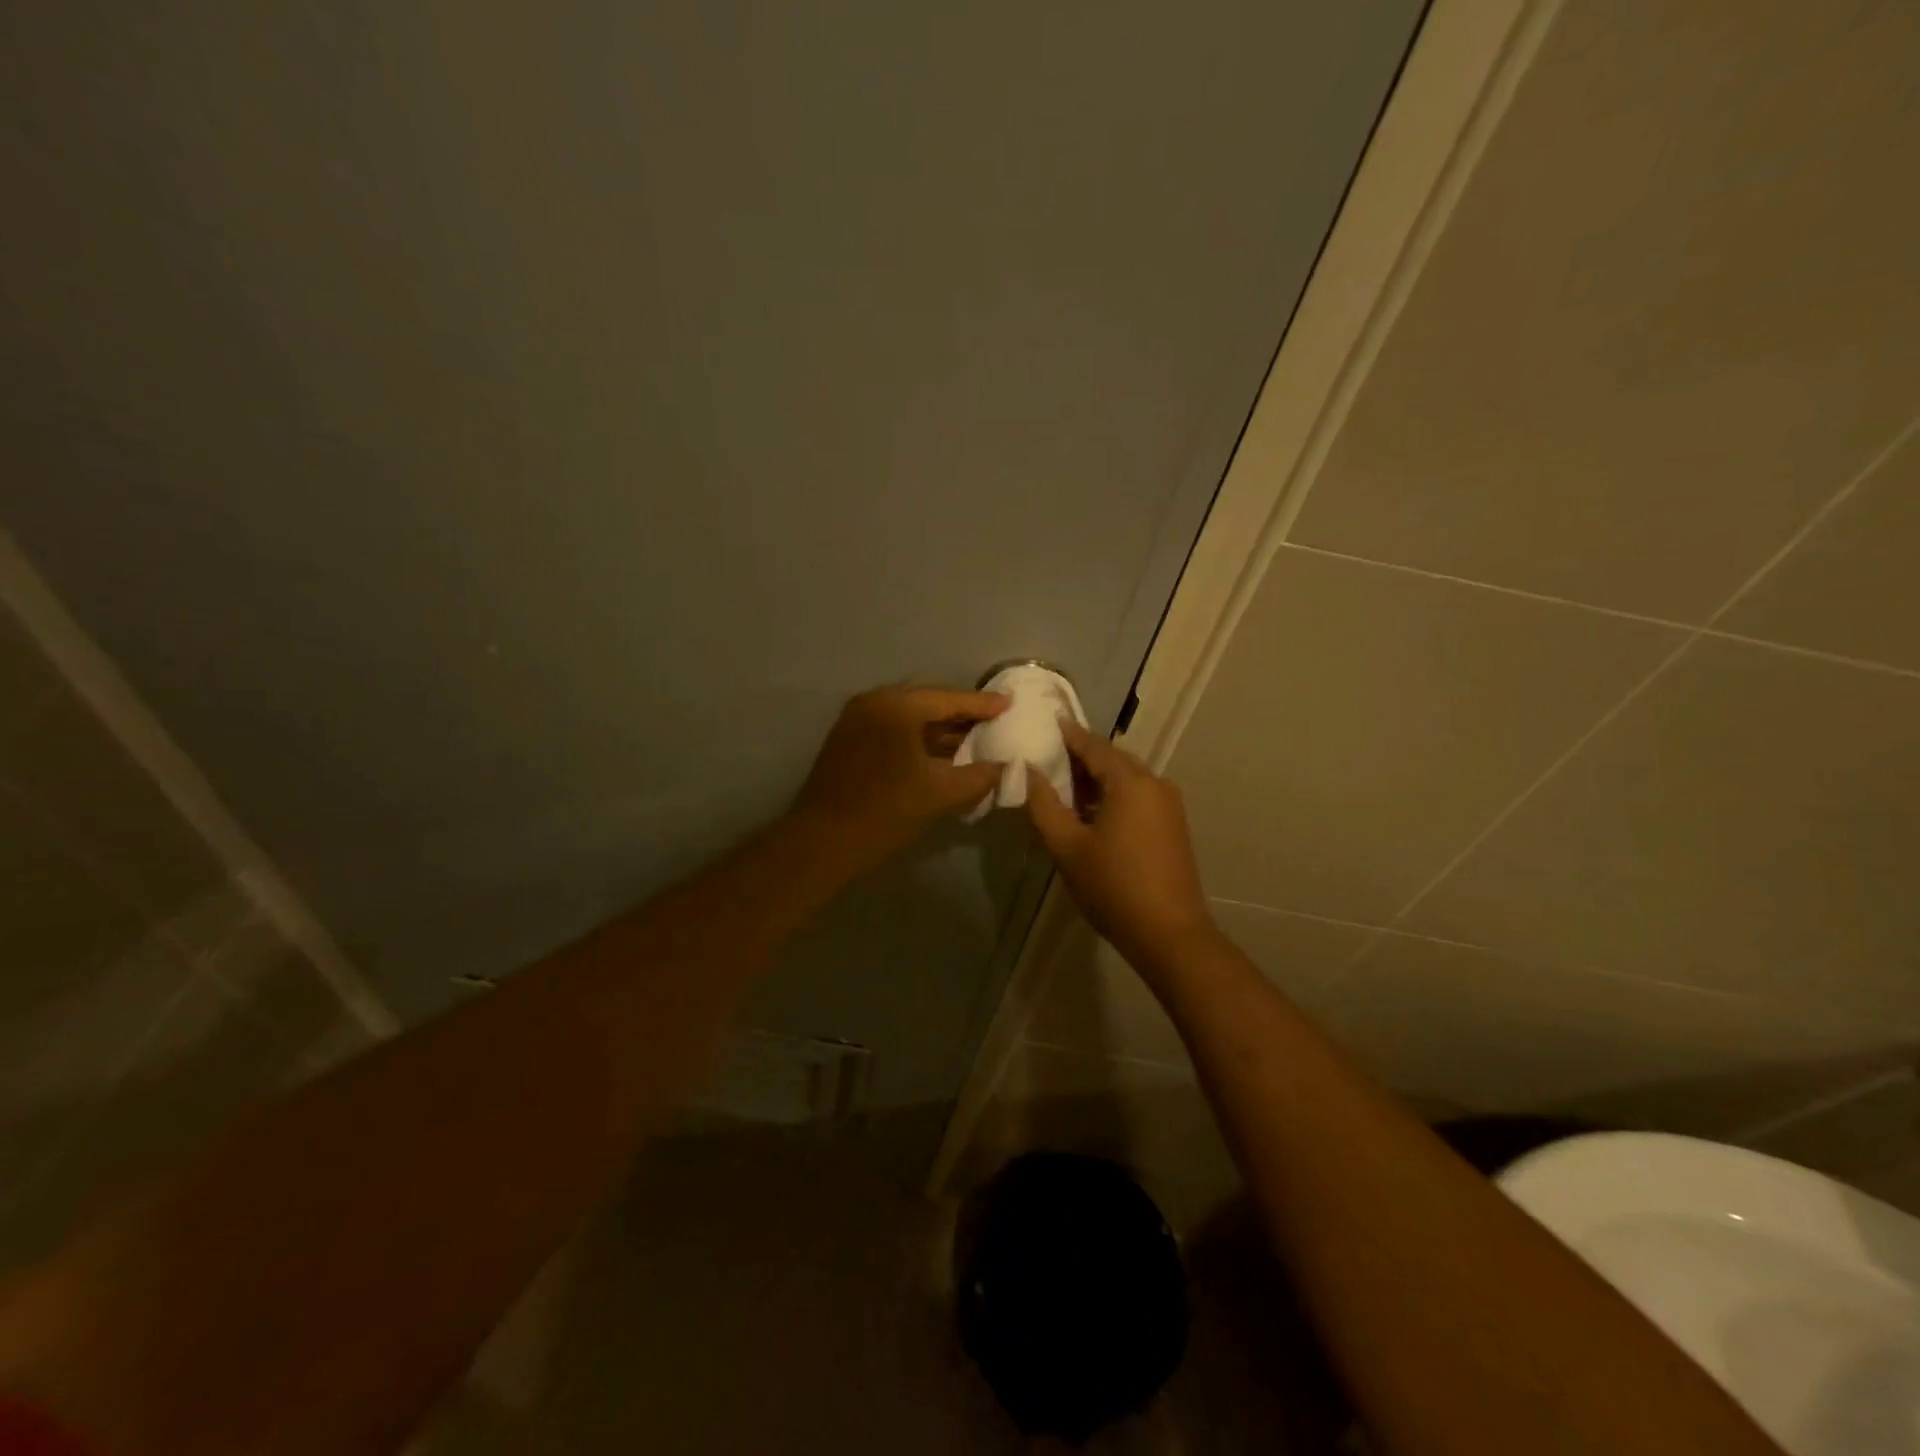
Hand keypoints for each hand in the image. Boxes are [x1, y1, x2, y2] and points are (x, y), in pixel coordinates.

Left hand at [791, 685, 1008, 872]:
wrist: (823, 842)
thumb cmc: (885, 813)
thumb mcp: (941, 794)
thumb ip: (981, 776)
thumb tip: (1007, 767)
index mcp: (896, 706)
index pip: (948, 699)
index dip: (982, 705)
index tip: (1009, 703)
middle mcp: (874, 702)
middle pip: (927, 703)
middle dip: (961, 715)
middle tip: (994, 721)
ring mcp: (857, 718)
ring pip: (909, 718)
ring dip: (940, 729)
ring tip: (974, 739)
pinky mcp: (848, 738)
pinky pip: (893, 729)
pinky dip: (918, 738)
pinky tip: (941, 753)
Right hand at [1025, 719, 1219, 976]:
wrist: (1169, 934)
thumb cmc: (1113, 887)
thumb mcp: (1067, 846)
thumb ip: (1043, 804)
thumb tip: (1028, 770)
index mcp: (1130, 782)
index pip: (1093, 745)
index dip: (1068, 734)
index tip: (1045, 723)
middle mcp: (1155, 783)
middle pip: (1112, 759)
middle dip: (1080, 757)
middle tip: (1047, 759)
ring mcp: (1169, 804)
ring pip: (1126, 778)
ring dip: (1096, 779)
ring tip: (1063, 788)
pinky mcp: (1173, 824)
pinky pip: (1138, 795)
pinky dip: (1113, 795)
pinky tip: (1091, 812)